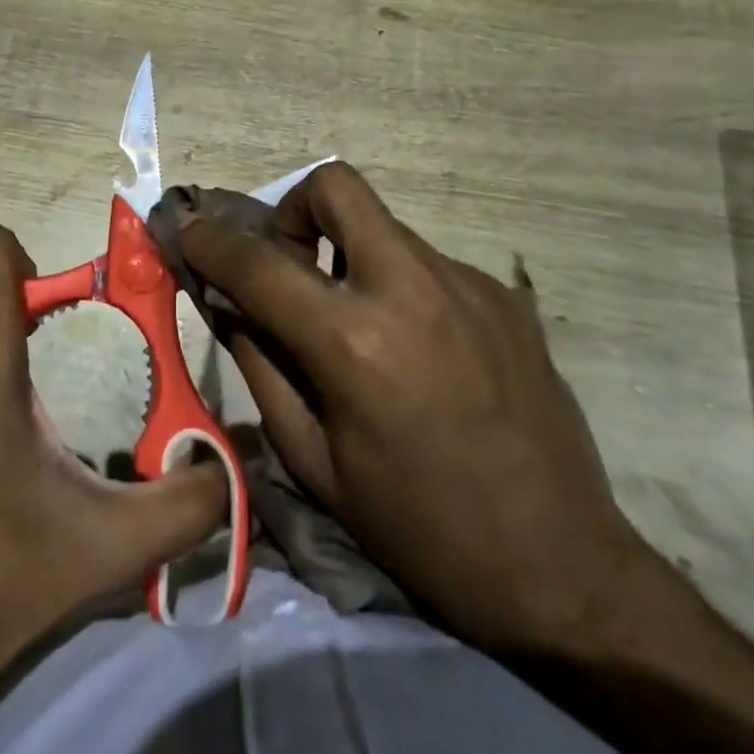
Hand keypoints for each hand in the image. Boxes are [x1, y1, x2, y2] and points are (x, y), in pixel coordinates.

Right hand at [174, 162, 642, 656]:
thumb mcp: (315, 461)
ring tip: (362, 327)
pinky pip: (427, 264)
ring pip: (383, 227)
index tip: (190, 231)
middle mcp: (411, 289)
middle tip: (294, 265)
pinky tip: (420, 352)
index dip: (211, 241)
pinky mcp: (504, 295)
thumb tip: (228, 303)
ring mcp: (466, 284)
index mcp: (353, 342)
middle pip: (337, 186)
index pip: (259, 263)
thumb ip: (261, 365)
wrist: (563, 567)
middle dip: (295, 209)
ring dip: (351, 256)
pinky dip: (400, 286)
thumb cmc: (419, 528)